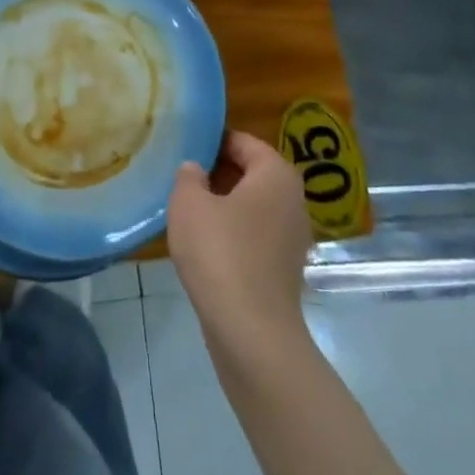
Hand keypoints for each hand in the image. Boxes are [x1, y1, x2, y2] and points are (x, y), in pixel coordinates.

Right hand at [167, 131, 312, 348]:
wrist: (252, 332)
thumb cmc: (220, 253)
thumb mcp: (188, 204)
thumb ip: (188, 176)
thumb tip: (196, 169)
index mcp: (276, 174)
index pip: (243, 142)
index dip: (212, 142)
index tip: (184, 148)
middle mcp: (292, 200)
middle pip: (251, 173)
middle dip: (217, 173)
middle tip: (182, 178)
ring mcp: (293, 237)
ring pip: (252, 206)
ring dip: (223, 205)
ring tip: (188, 211)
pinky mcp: (285, 268)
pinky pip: (255, 235)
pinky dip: (233, 233)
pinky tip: (204, 245)